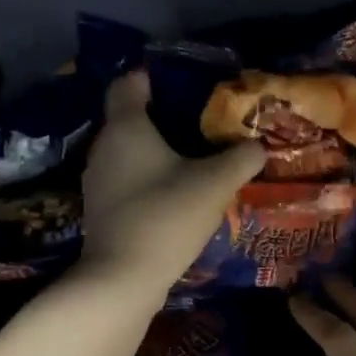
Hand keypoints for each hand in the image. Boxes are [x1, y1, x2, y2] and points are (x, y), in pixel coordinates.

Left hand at [79, 72, 264, 297]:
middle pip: (130, 119)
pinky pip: (127, 180)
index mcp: (127, 127)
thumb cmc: (167, 215)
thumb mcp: (215, 183)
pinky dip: (148, 179)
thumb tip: (257, 146)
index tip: (182, 82)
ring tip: (192, 160)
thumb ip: (240, 159)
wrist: (124, 278)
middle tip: (200, 123)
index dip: (152, 77)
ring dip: (156, 152)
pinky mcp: (101, 210)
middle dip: (162, 117)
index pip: (129, 84)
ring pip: (129, 152)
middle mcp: (104, 147)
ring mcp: (98, 181)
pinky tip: (174, 194)